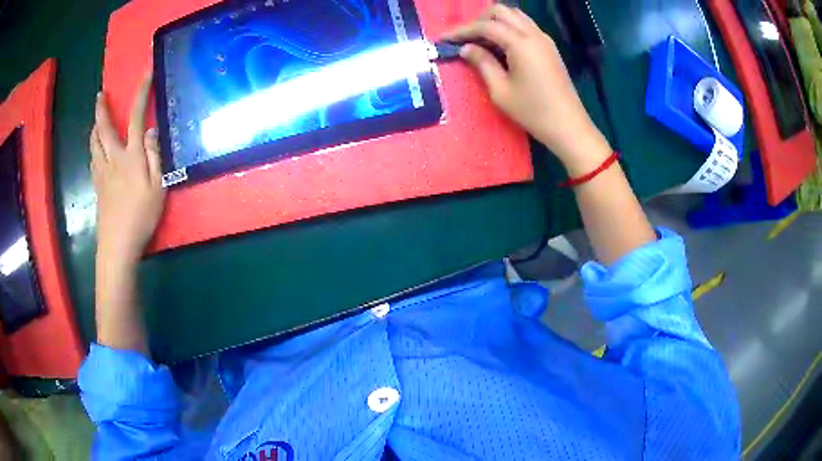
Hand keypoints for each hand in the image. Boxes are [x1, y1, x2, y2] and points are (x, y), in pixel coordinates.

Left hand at [90, 74, 164, 265]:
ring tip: (96, 121)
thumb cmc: (141, 216)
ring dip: (95, 128)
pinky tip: (95, 151)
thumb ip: (155, 156)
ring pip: (94, 144)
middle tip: (100, 95)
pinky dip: (93, 149)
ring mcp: (102, 173)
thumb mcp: (158, 187)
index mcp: (131, 156)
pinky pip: (93, 161)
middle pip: (104, 129)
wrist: (117, 244)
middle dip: (102, 109)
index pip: (136, 117)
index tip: (145, 74)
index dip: (141, 93)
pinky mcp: (97, 187)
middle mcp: (113, 159)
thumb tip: (151, 131)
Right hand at [444, 5, 611, 174]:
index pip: (486, 26)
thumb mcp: (501, 91)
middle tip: (466, 39)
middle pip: (501, 11)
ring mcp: (544, 39)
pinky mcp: (549, 48)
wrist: (569, 126)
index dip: (462, 30)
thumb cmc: (533, 112)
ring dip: (495, 22)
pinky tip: (501, 46)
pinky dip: (509, 28)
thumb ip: (482, 63)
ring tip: (482, 41)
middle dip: (479, 20)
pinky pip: (525, 26)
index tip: (444, 39)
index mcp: (521, 44)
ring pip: (515, 16)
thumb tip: (466, 48)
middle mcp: (534, 34)